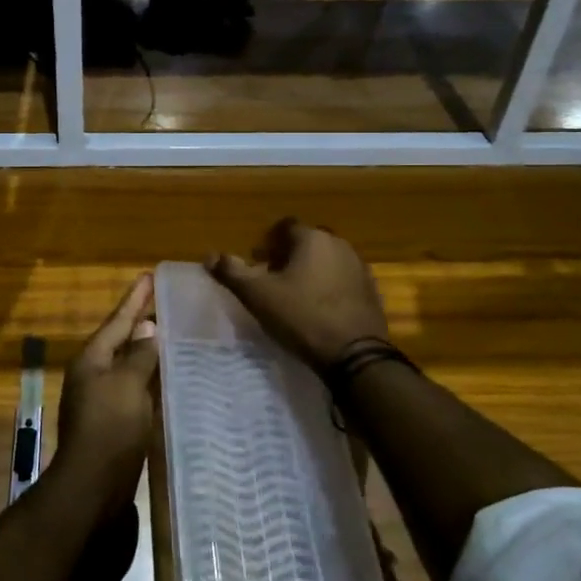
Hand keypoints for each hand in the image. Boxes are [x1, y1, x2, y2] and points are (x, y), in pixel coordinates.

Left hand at [54, 273, 158, 505]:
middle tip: (164, 301)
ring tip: (171, 333)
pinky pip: (135, 389)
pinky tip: (167, 377)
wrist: (93, 488)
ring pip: (128, 365)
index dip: (135, 298)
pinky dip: (150, 377)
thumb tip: (147, 328)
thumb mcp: (128, 384)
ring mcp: (102, 400)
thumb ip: (139, 355)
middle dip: (141, 321)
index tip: (150, 276)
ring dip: (147, 350)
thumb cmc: (111, 428)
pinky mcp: (114, 423)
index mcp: (92, 359)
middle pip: (120, 340)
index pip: (118, 320)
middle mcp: (93, 375)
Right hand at [208, 219, 388, 371]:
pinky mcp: (372, 291)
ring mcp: (359, 267)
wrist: (354, 354)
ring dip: (311, 270)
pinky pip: (343, 279)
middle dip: (289, 255)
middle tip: (272, 279)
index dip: (268, 242)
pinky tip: (319, 308)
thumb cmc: (302, 317)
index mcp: (312, 239)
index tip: (258, 261)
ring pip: (327, 259)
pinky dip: (329, 286)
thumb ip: (232, 272)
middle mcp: (339, 244)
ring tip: (295, 295)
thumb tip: (209, 256)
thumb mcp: (258, 296)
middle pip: (308, 242)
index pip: (286, 226)